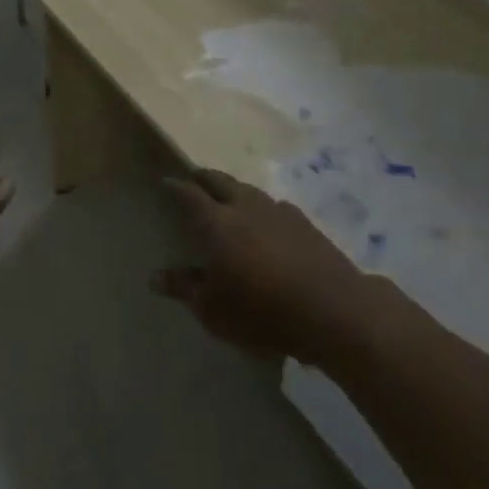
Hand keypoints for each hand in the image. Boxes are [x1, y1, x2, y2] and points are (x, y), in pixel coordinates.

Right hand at [157, 168, 373, 364]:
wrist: (334, 310)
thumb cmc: (262, 311)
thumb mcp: (213, 309)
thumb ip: (184, 288)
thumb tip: (155, 276)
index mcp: (217, 223)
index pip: (190, 195)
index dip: (176, 187)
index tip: (165, 182)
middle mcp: (246, 207)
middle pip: (221, 181)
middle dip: (205, 177)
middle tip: (194, 178)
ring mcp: (279, 212)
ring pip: (249, 190)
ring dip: (234, 190)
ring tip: (228, 197)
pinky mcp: (306, 224)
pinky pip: (275, 206)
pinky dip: (262, 207)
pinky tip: (266, 221)